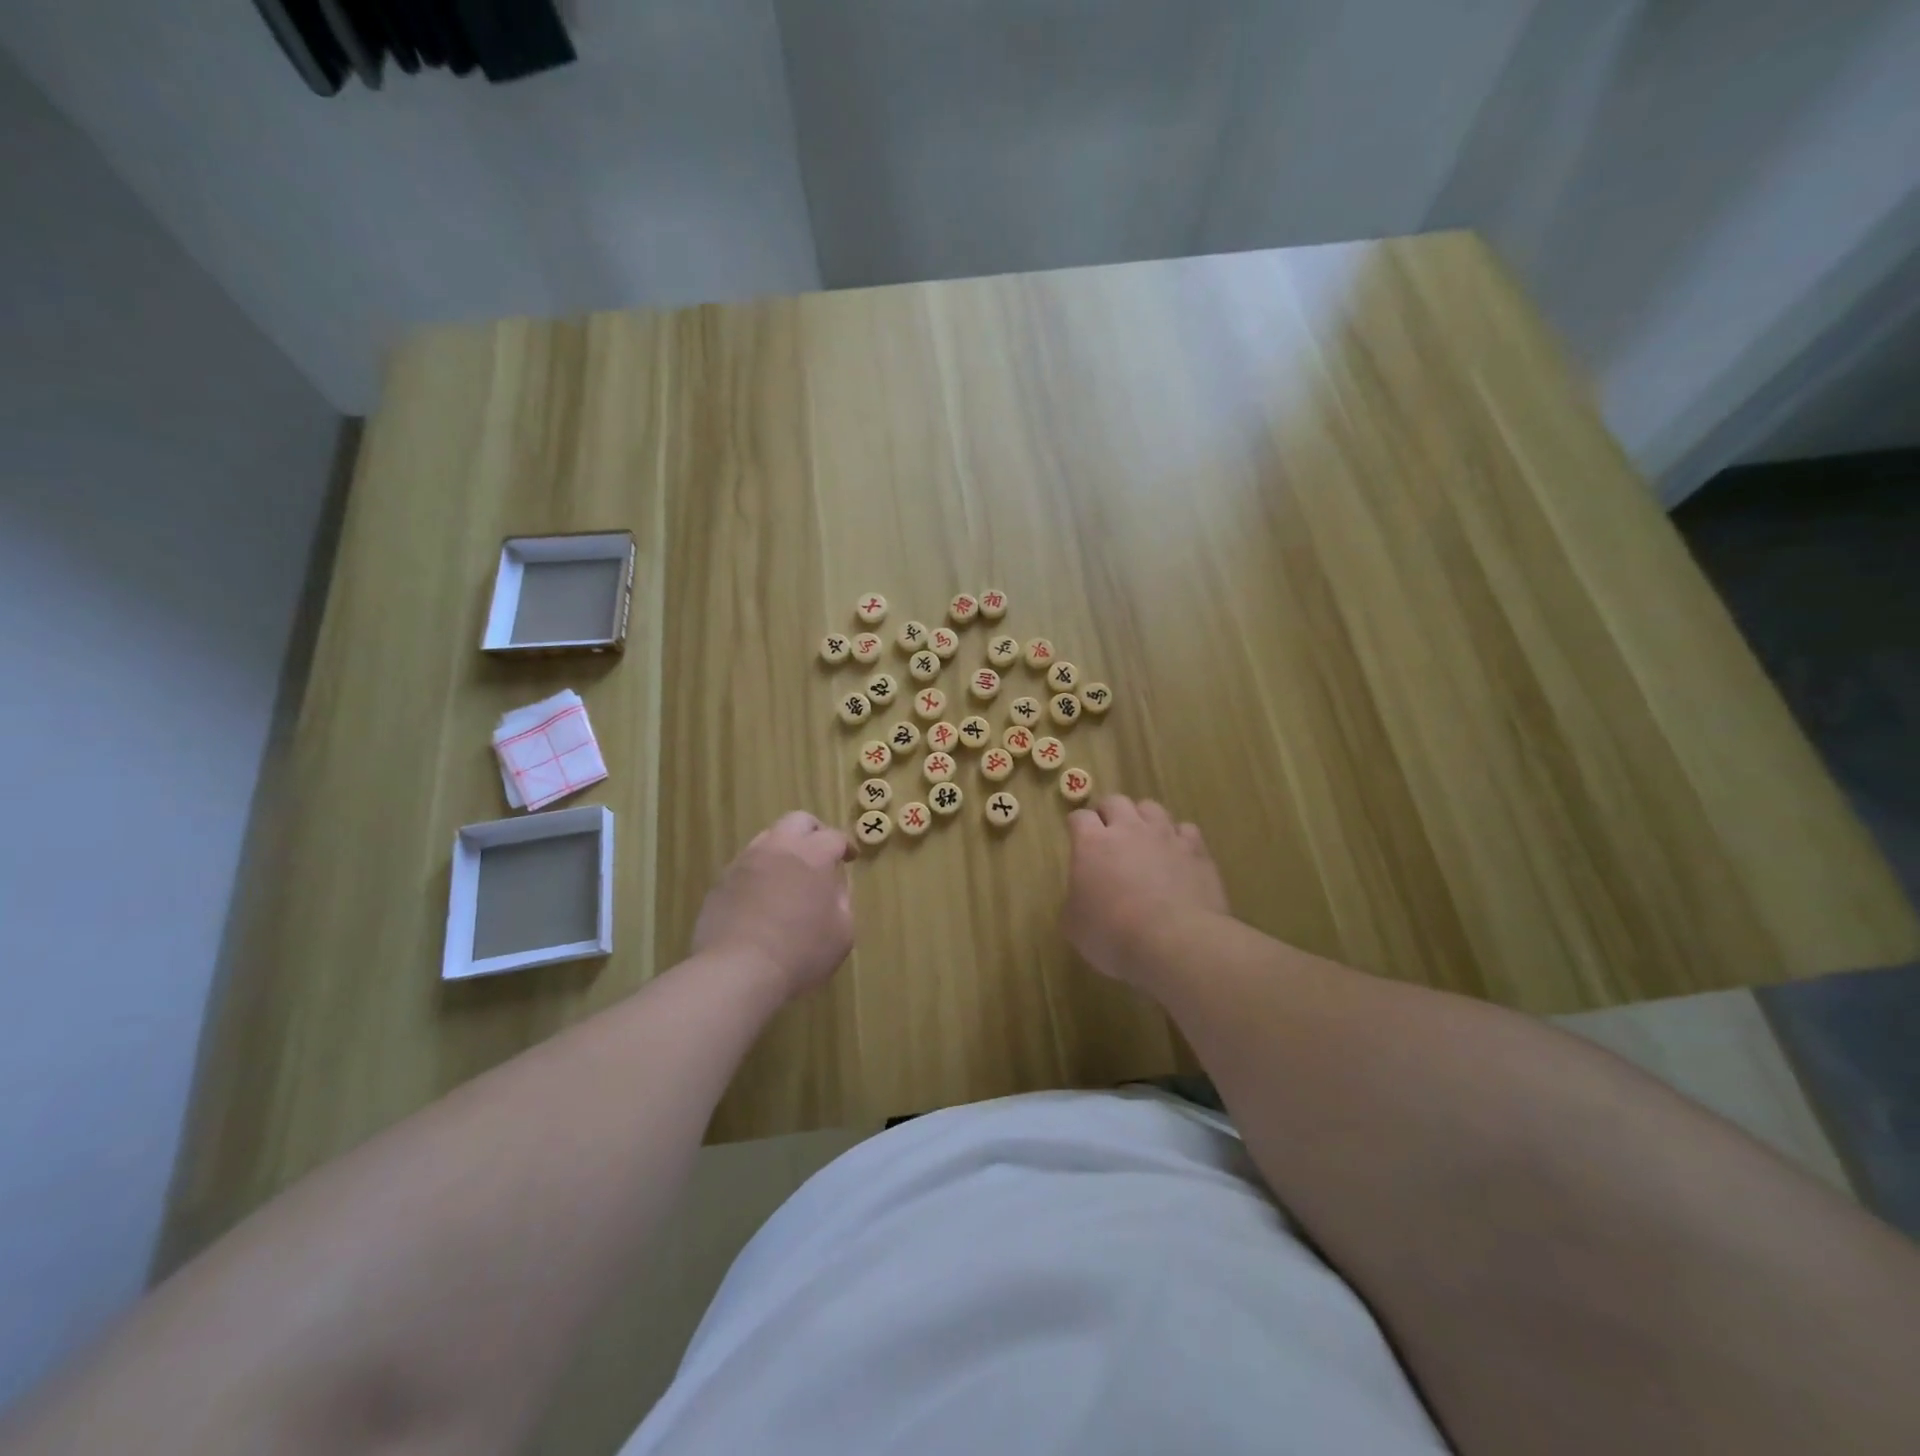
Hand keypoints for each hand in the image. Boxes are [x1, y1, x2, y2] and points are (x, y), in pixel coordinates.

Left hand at [692, 811, 854, 999]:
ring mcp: (744, 863)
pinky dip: (759, 873)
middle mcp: (777, 849)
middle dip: (813, 832)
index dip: (845, 845)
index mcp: (812, 855)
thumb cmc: (801, 953)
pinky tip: (763, 898)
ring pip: (767, 839)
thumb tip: (833, 888)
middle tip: (821, 853)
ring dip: (783, 850)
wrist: (738, 971)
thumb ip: (842, 902)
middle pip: (797, 821)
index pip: (833, 836)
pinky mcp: (721, 883)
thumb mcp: (842, 933)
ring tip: (789, 876)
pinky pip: (745, 866)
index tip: (850, 858)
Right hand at [1064, 796, 1229, 988]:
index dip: (1077, 826)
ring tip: (1143, 839)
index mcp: (1092, 843)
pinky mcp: (1196, 850)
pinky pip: (1185, 829)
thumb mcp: (1074, 925)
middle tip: (1108, 835)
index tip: (1077, 838)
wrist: (1175, 943)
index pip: (1079, 817)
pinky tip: (1176, 855)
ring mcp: (1165, 836)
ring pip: (1151, 807)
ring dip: (1143, 819)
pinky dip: (1178, 838)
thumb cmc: (1113, 935)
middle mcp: (1128, 829)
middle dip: (1109, 813)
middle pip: (1115, 801)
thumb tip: (1082, 896)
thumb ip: (1075, 900)